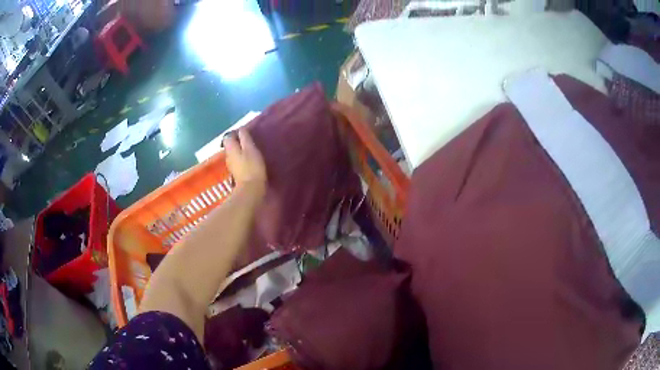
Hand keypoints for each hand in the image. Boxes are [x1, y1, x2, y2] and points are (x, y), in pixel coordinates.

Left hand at [223, 129, 266, 194]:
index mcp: (230, 148)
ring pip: (233, 153)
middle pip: (230, 144)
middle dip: (238, 141)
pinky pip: (237, 161)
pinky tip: (250, 160)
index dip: (236, 132)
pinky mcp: (236, 173)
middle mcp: (227, 155)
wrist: (251, 190)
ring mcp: (231, 165)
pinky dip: (242, 158)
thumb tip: (241, 128)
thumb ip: (245, 137)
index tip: (246, 132)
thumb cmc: (252, 167)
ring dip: (240, 150)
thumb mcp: (250, 149)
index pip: (228, 135)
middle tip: (249, 140)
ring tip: (251, 149)